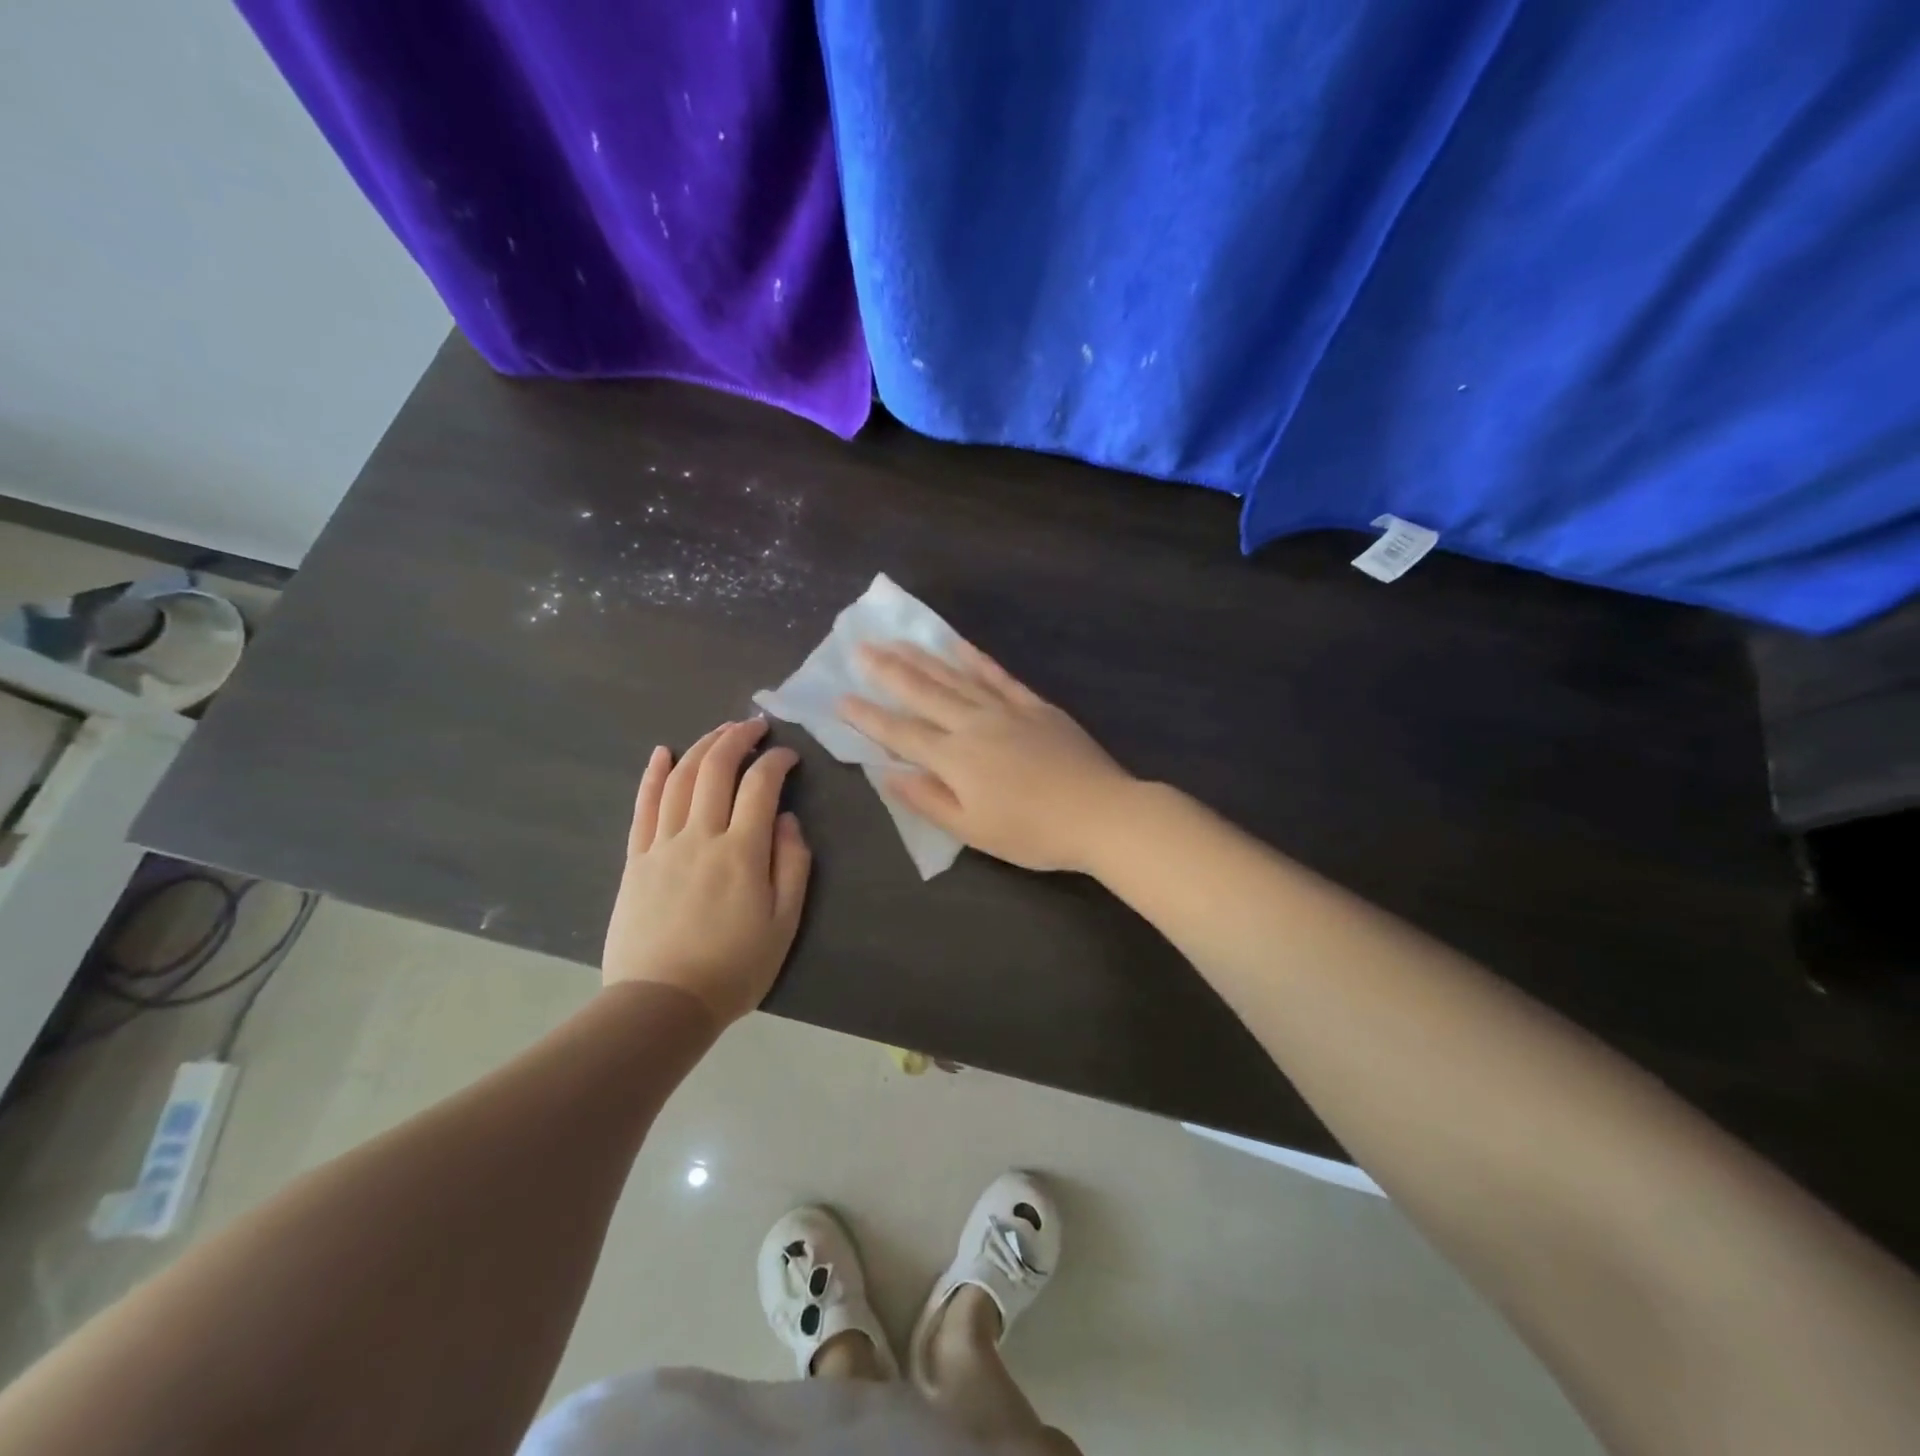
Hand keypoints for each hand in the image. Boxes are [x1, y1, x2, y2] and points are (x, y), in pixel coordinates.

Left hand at [602, 719, 811, 1022]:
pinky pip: (643, 807)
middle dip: (738, 738)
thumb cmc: (733, 969)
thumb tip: (788, 819)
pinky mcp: (636, 859)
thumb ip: (793, 866)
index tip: (789, 755)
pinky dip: (653, 775)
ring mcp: (662, 845)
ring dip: (702, 746)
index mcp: (742, 852)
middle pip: (716, 769)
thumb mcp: (784, 924)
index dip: (777, 761)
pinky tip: (662, 752)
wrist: (661, 1005)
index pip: (761, 785)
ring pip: (680, 779)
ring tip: (721, 731)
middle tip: (755, 726)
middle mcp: (700, 836)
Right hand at [838, 640, 1132, 872]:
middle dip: (887, 671)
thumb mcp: (973, 830)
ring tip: (897, 639)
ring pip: (955, 677)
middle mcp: (973, 724)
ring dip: (923, 657)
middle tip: (860, 647)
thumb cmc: (1033, 833)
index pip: (900, 733)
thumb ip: (928, 800)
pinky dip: (974, 658)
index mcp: (955, 759)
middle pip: (923, 692)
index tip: (840, 698)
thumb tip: (888, 774)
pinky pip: (997, 675)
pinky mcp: (1034, 706)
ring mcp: (1005, 710)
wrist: (1101, 813)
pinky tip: (957, 645)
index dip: (868, 717)